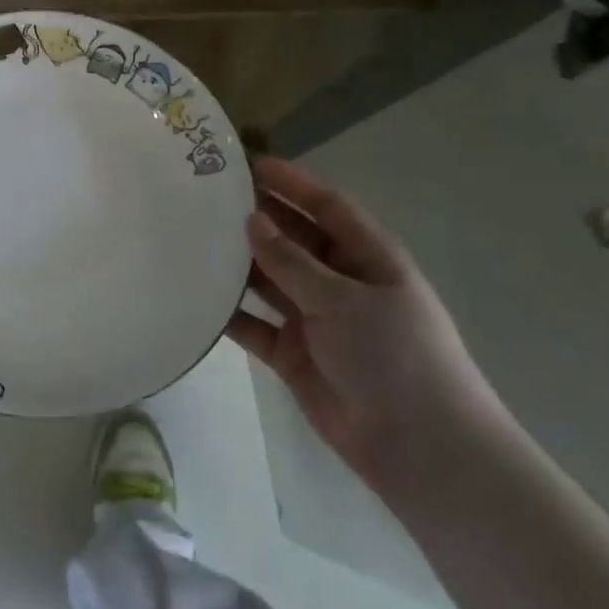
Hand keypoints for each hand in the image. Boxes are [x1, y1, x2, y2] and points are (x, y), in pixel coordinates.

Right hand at [226, 156, 511, 498]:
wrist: (418, 446)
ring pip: (268, 280)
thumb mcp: (345, 300)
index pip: (326, 206)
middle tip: (204, 197)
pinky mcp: (291, 353)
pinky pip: (253, 324)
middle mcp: (338, 282)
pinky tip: (194, 297)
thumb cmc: (394, 357)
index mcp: (367, 258)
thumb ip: (292, 261)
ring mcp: (314, 319)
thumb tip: (252, 220)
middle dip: (256, 218)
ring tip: (190, 238)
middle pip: (292, 239)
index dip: (291, 183)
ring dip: (237, 263)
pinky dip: (229, 313)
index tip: (246, 162)